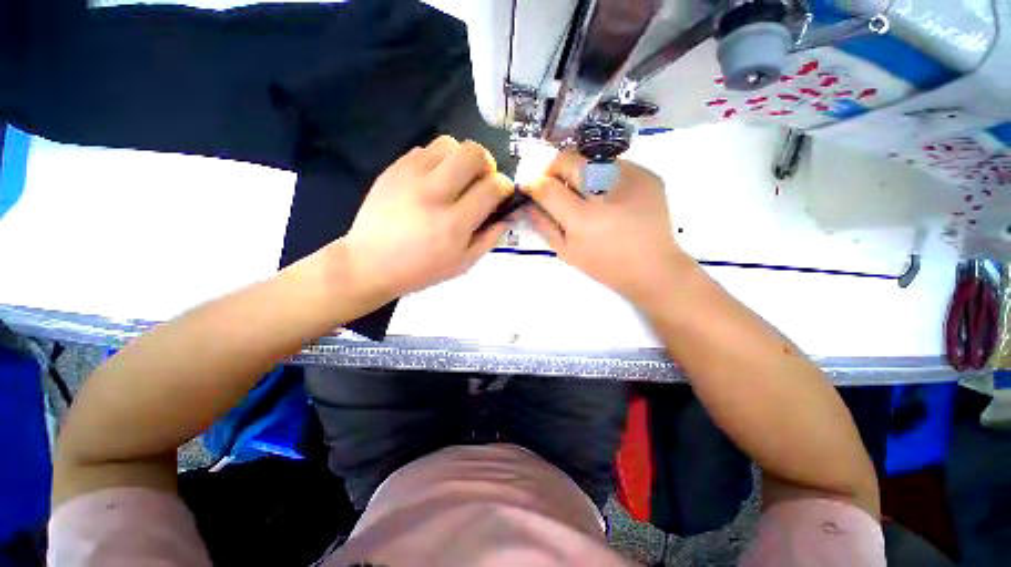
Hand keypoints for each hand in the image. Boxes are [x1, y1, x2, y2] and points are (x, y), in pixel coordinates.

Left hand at [340, 136, 512, 300]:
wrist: (370, 263)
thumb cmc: (421, 269)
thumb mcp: (463, 264)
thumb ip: (489, 238)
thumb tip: (507, 216)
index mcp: (454, 223)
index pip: (492, 188)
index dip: (505, 186)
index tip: (503, 193)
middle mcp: (434, 194)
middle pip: (473, 153)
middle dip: (487, 163)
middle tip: (482, 180)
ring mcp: (410, 177)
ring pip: (449, 143)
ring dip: (461, 158)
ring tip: (457, 178)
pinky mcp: (393, 169)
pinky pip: (425, 149)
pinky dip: (438, 160)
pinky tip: (433, 180)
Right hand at [522, 152, 687, 304]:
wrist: (654, 268)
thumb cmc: (605, 266)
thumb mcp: (567, 252)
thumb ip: (543, 224)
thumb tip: (528, 202)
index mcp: (584, 218)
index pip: (548, 187)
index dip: (533, 183)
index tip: (529, 186)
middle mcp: (607, 191)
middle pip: (568, 159)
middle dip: (553, 169)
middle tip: (554, 186)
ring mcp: (632, 177)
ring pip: (590, 158)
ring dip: (578, 172)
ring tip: (584, 194)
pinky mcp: (647, 174)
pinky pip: (612, 164)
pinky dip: (601, 175)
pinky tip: (607, 196)